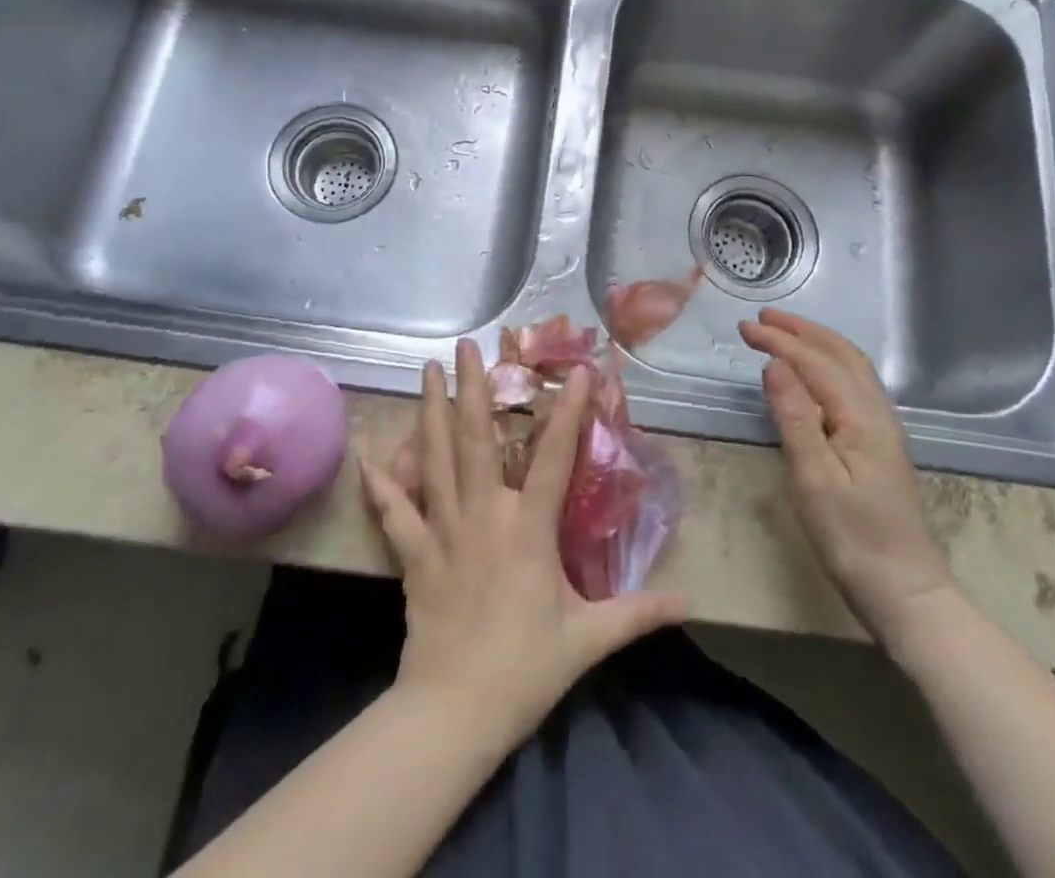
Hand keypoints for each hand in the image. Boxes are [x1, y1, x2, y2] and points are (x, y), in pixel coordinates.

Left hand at [360, 340, 687, 750]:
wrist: (455, 711)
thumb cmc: (525, 669)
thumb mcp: (589, 640)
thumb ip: (638, 613)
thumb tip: (688, 602)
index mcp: (527, 528)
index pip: (554, 458)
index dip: (568, 412)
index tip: (576, 371)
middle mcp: (483, 514)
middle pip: (476, 438)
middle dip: (472, 387)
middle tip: (464, 344)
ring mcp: (443, 529)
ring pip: (434, 458)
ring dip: (430, 410)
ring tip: (426, 369)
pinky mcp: (414, 552)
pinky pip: (393, 508)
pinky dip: (379, 478)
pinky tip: (366, 449)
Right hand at [739, 310, 959, 642]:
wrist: (907, 593)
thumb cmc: (854, 539)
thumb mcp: (815, 480)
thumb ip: (796, 418)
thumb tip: (775, 365)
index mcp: (861, 418)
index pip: (816, 363)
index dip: (780, 342)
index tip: (745, 328)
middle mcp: (877, 414)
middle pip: (841, 356)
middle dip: (802, 332)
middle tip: (763, 319)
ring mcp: (883, 429)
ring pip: (852, 368)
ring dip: (817, 344)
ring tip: (785, 334)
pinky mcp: (880, 445)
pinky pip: (854, 386)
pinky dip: (829, 364)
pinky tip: (814, 375)